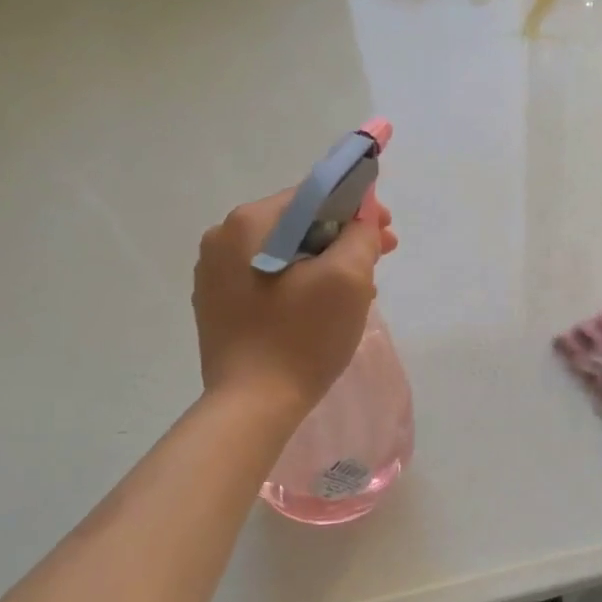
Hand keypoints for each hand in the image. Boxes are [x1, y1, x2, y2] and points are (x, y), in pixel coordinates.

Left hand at [193, 189, 398, 418]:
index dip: (356, 208)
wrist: (252, 405)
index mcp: (247, 223)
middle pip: (299, 224)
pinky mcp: (218, 304)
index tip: (386, 232)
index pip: (313, 196)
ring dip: (325, 263)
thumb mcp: (347, 278)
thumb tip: (362, 220)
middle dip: (343, 239)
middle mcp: (222, 239)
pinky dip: (301, 283)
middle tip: (379, 261)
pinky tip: (324, 307)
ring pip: (286, 252)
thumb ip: (361, 235)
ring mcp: (214, 274)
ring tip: (358, 290)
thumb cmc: (302, 336)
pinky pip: (270, 278)